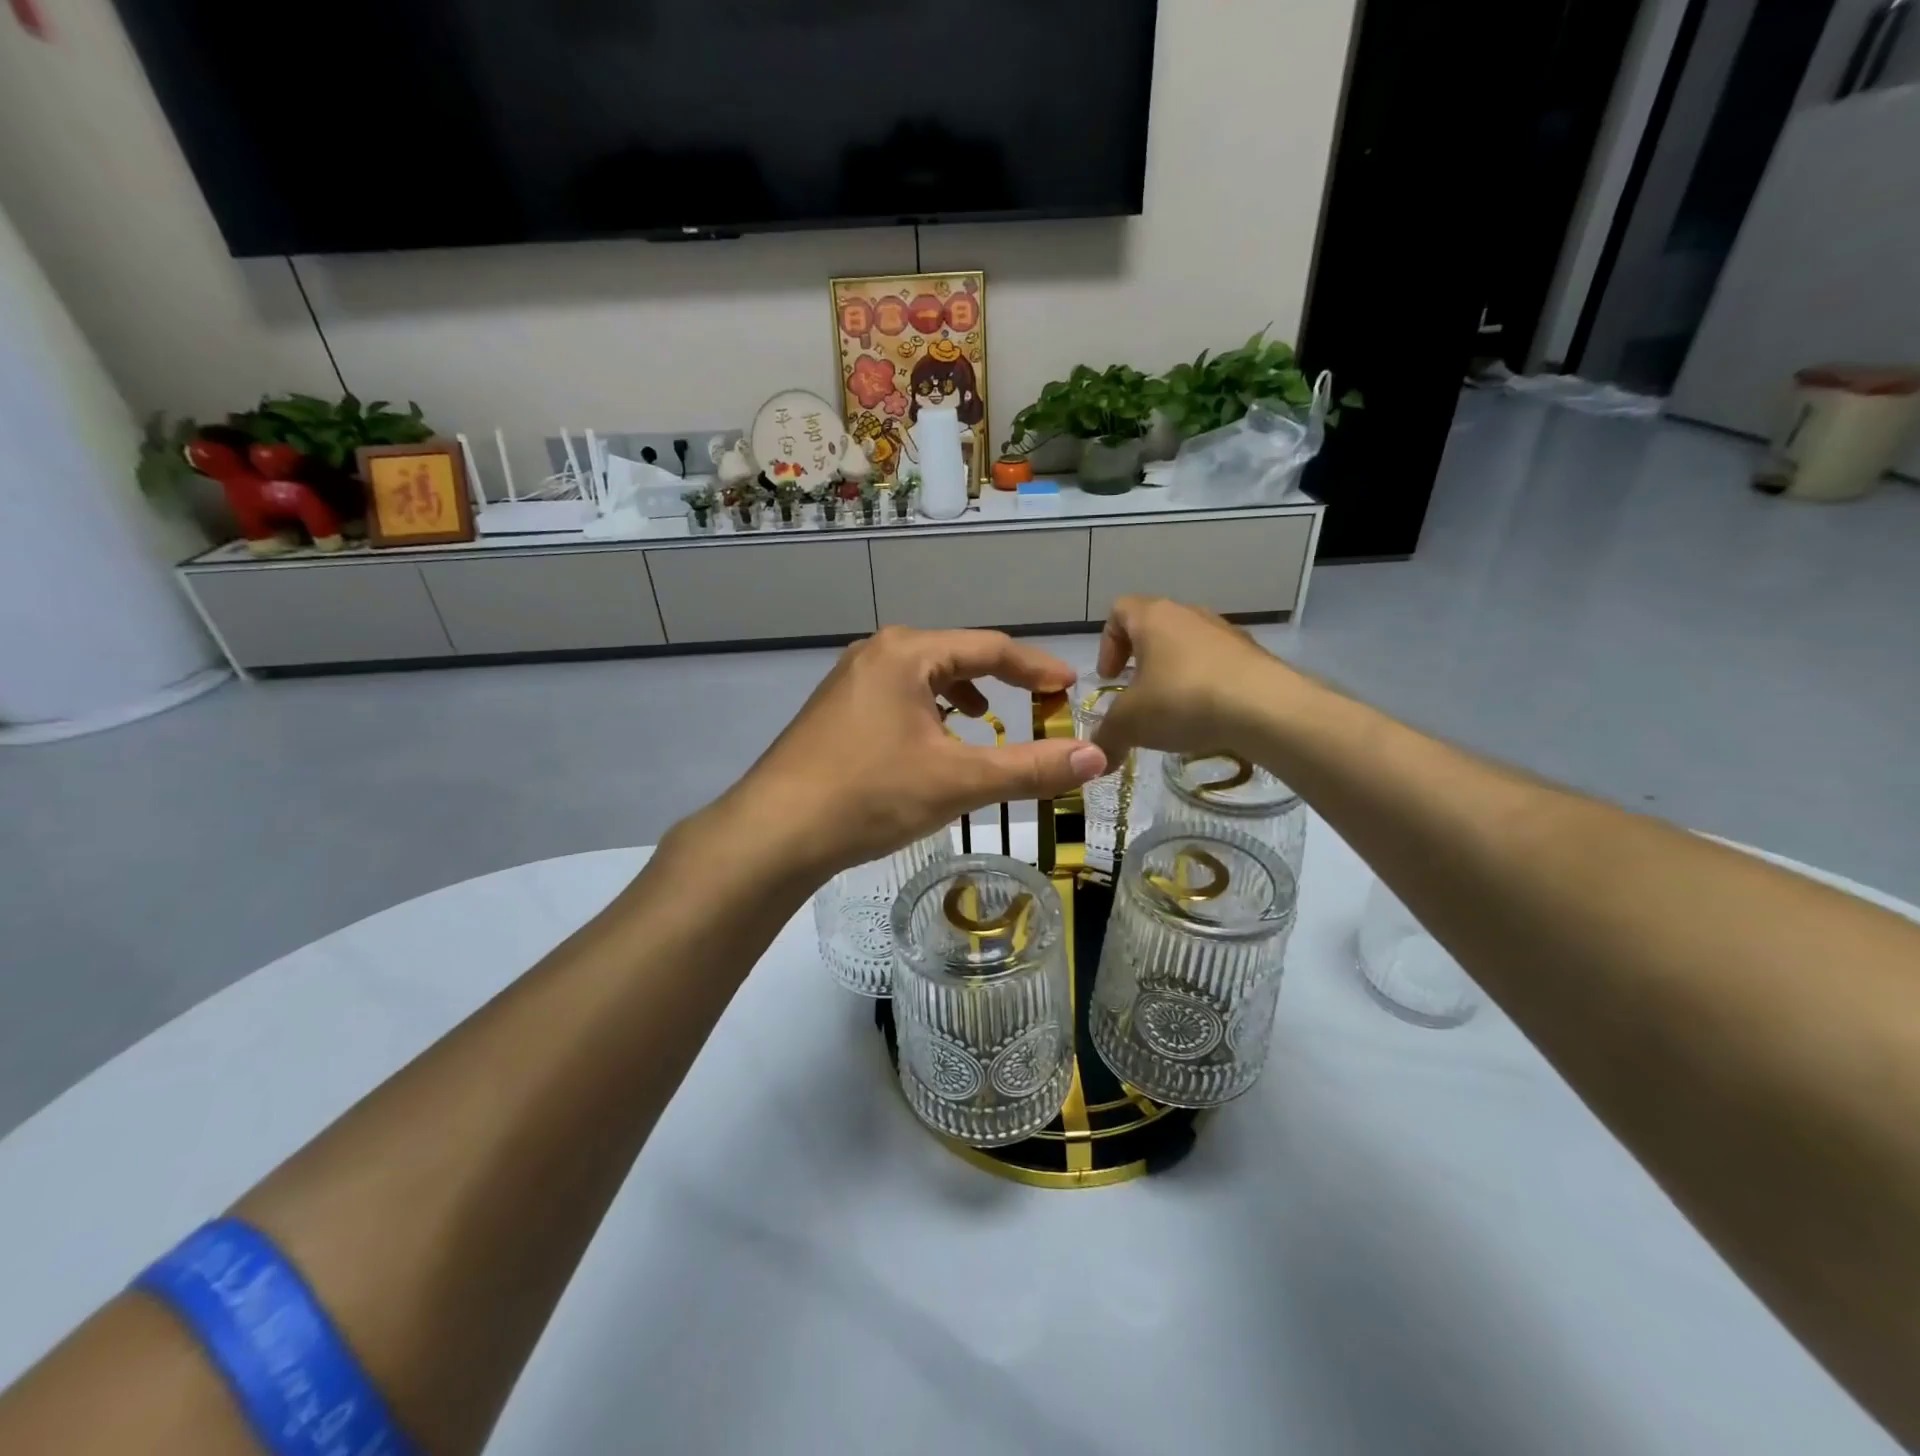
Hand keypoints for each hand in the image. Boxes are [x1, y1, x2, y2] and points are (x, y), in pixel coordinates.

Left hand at [721, 627, 1107, 879]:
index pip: (990, 647)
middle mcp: (876, 653)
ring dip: (962, 696)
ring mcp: (849, 681)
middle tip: (1038, 704)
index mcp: (907, 652)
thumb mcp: (959, 781)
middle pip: (955, 656)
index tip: (1071, 686)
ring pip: (923, 678)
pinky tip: (931, 743)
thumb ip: (1030, 768)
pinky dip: (928, 713)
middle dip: (1000, 680)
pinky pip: (897, 698)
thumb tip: (1098, 758)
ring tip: (984, 722)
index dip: (1037, 666)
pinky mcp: (835, 711)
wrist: (774, 832)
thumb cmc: (870, 796)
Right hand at [1090, 596, 1294, 760]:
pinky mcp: (1254, 656)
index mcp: (1153, 617)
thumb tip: (1098, 761)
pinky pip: (1218, 665)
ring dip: (1175, 674)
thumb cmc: (1183, 700)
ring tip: (1174, 712)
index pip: (1119, 610)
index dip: (1107, 643)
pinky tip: (1207, 718)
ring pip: (1188, 646)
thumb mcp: (1130, 725)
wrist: (1266, 709)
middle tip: (1138, 697)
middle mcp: (1190, 614)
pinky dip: (1206, 686)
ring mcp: (1226, 633)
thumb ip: (1106, 739)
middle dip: (1141, 662)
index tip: (1111, 678)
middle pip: (1155, 628)